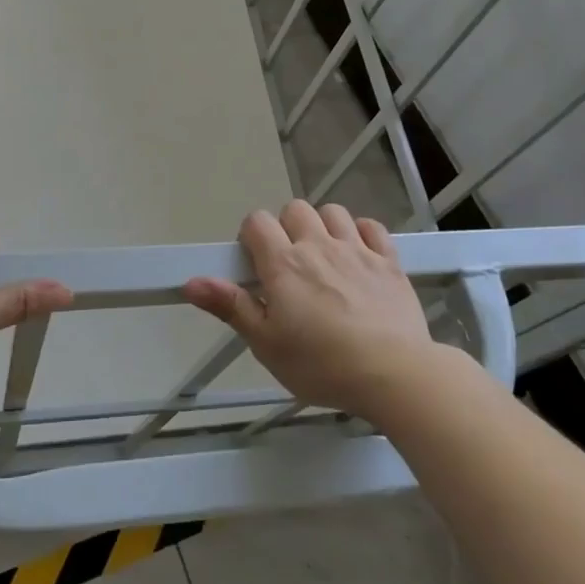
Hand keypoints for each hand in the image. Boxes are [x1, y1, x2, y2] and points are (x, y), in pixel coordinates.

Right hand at [184, 201, 435, 418]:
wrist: (394, 374)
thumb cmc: (321, 364)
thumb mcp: (266, 344)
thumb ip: (230, 306)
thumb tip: (190, 281)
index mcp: (284, 264)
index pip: (257, 222)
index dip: (251, 236)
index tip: (255, 264)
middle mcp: (318, 246)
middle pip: (295, 209)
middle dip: (287, 227)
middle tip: (289, 264)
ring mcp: (357, 250)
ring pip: (333, 212)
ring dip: (323, 225)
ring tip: (323, 256)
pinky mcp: (389, 261)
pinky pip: (372, 227)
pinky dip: (362, 233)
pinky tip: (358, 254)